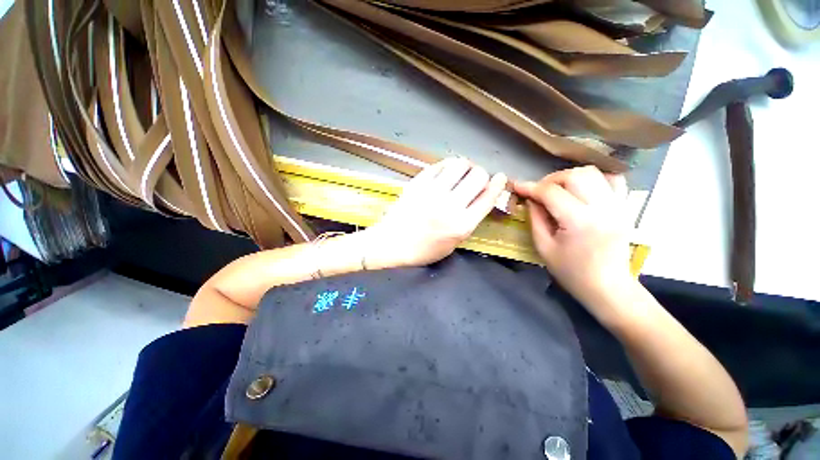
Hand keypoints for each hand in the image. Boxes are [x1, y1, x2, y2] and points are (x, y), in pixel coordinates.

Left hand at [366, 158, 506, 267]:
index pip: (488, 197)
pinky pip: (439, 165)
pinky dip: (447, 165)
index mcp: (462, 224)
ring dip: (465, 166)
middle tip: (475, 179)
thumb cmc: (422, 249)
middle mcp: (450, 205)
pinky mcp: (418, 183)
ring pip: (460, 164)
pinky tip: (445, 172)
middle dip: (482, 175)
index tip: (500, 178)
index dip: (498, 184)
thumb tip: (480, 199)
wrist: (392, 243)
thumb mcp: (452, 243)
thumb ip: (469, 221)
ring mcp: (433, 192)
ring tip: (460, 173)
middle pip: (478, 176)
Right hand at [513, 166, 634, 319]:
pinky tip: (582, 190)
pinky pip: (612, 180)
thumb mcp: (544, 247)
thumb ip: (536, 218)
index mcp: (578, 221)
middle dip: (550, 180)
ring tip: (558, 190)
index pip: (551, 192)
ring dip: (570, 177)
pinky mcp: (624, 207)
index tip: (516, 186)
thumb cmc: (571, 271)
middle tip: (539, 192)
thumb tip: (531, 199)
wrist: (608, 287)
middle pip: (574, 175)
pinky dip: (593, 179)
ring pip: (593, 173)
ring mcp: (617, 205)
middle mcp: (602, 207)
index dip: (530, 187)